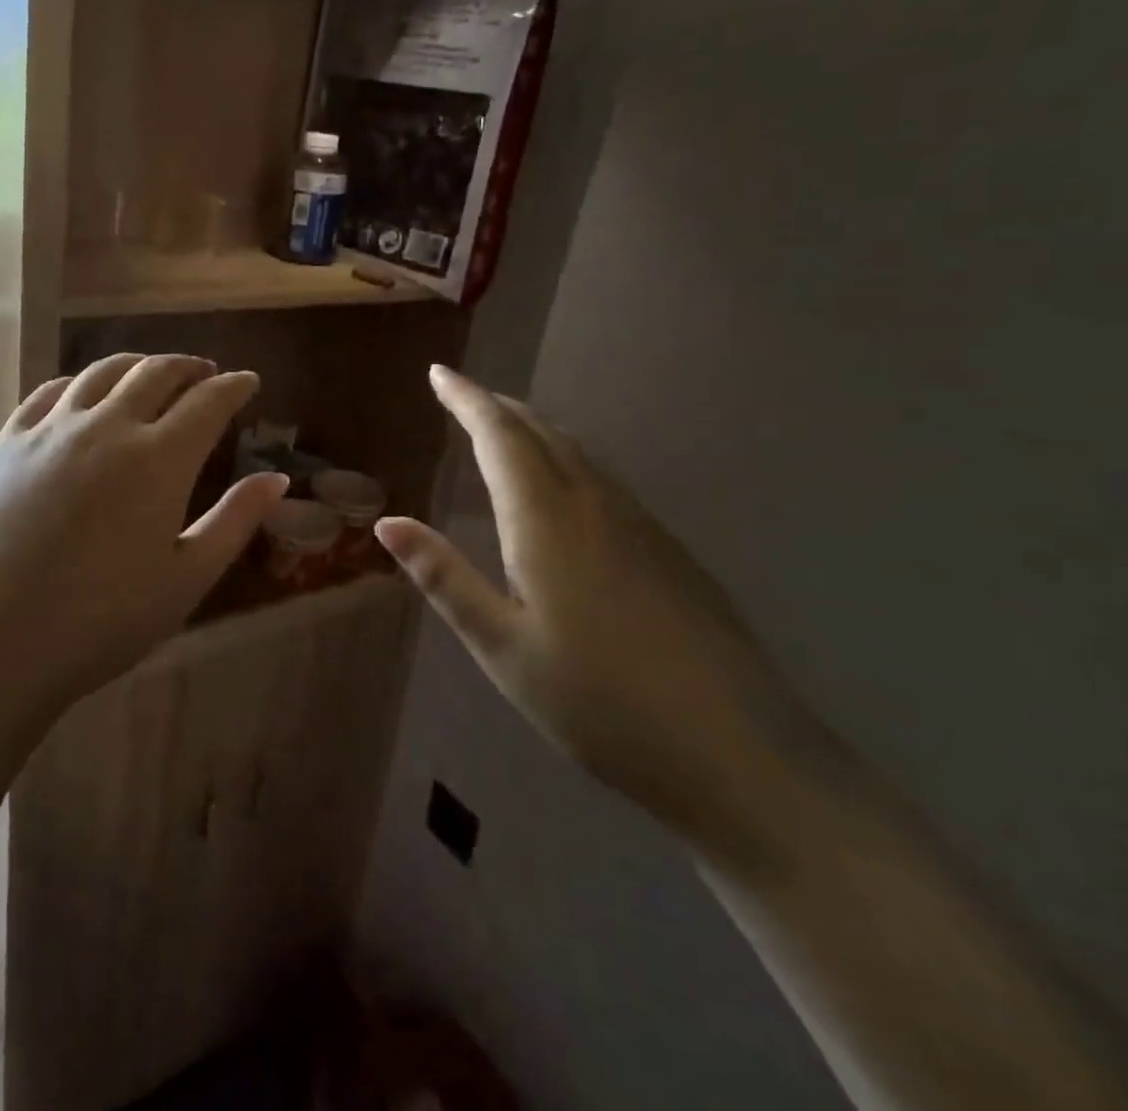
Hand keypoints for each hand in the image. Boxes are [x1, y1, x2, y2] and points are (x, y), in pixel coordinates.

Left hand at [0, 354, 289, 706]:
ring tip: (152, 373)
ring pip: (102, 372)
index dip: (234, 387)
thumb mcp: (185, 579)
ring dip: (137, 364)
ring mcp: (51, 429)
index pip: (208, 402)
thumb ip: (235, 522)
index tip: (248, 382)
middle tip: (206, 373)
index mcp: (159, 460)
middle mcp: (107, 427)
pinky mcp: (8, 442)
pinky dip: (80, 382)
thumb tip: (277, 479)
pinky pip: (50, 391)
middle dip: (189, 366)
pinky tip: (84, 394)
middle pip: (156, 372)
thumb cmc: (101, 622)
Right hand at [376, 366, 823, 860]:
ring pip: (578, 454)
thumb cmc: (599, 702)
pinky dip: (566, 460)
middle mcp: (596, 506)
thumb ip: (443, 578)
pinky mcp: (670, 552)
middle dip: (499, 407)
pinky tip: (562, 488)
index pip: (500, 437)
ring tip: (503, 428)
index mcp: (547, 521)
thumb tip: (386, 523)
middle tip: (463, 394)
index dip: (467, 400)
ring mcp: (642, 526)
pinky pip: (604, 480)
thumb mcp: (501, 646)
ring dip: (534, 430)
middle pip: (543, 433)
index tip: (440, 373)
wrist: (740, 755)